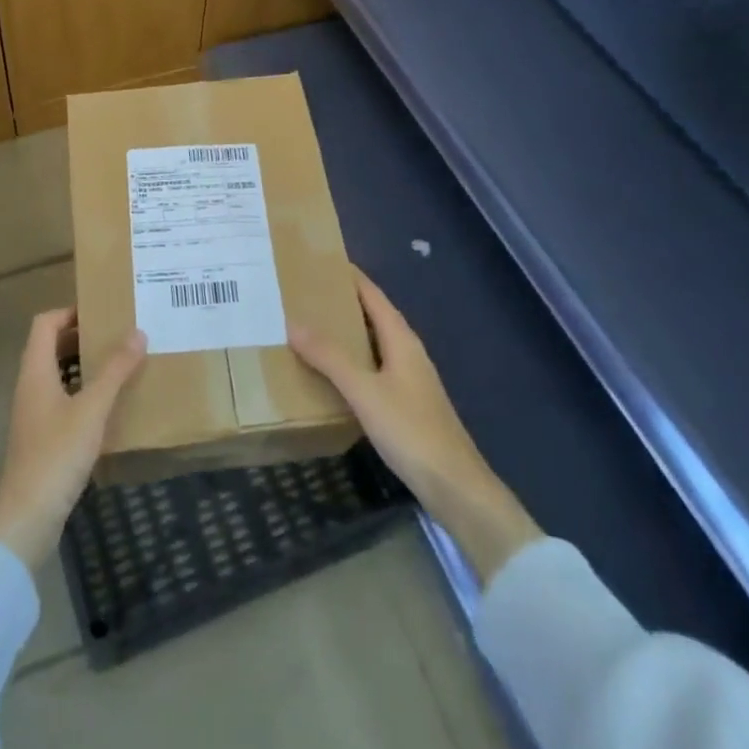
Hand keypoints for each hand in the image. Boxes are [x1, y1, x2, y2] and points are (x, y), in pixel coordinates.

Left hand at [0, 309, 146, 568]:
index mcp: (35, 371)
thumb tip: (137, 332)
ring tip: (119, 364)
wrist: (27, 517)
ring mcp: (34, 414)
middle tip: (117, 335)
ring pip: (58, 374)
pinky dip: (83, 392)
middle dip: (82, 337)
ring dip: (84, 365)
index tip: (102, 312)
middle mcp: (30, 386)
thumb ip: (115, 370)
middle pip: (50, 346)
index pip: (45, 323)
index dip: (70, 312)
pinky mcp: (42, 438)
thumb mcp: (92, 409)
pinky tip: (109, 405)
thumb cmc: (57, 455)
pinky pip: (62, 400)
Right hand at [290, 268, 539, 581]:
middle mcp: (408, 352)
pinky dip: (352, 361)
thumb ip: (330, 357)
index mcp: (402, 339)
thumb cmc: (411, 430)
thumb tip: (294, 322)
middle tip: (305, 293)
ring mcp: (410, 379)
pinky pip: (374, 368)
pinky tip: (333, 373)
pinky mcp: (407, 404)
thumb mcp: (364, 391)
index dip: (350, 277)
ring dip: (347, 333)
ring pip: (374, 344)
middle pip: (374, 316)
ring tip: (311, 326)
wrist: (455, 487)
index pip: (373, 295)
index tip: (321, 261)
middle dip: (343, 303)